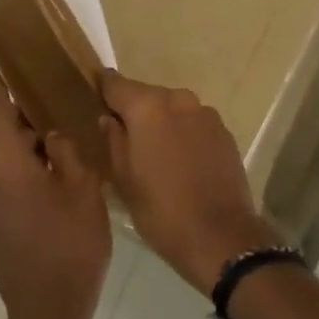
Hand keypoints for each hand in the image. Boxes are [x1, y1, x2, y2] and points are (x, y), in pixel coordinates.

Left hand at [0, 73, 111, 318]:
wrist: (49, 310)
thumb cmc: (71, 242)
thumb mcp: (82, 186)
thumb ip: (65, 150)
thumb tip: (52, 136)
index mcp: (3, 165)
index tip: (5, 63)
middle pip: (2, 138)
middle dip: (28, 124)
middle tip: (62, 111)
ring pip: (5, 164)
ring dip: (29, 154)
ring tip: (65, 150)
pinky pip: (4, 186)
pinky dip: (24, 177)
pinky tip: (54, 184)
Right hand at [98, 70, 281, 293]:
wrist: (219, 234)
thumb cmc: (161, 210)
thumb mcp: (124, 180)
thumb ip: (114, 141)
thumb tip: (108, 119)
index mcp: (148, 108)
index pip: (117, 84)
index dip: (104, 87)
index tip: (94, 90)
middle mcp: (179, 100)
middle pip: (148, 95)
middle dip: (134, 110)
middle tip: (122, 133)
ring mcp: (206, 114)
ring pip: (173, 108)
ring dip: (161, 122)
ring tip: (153, 150)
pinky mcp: (224, 131)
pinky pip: (194, 123)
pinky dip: (183, 133)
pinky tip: (179, 159)